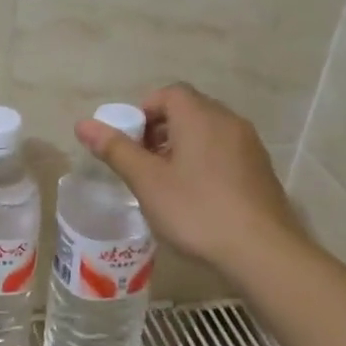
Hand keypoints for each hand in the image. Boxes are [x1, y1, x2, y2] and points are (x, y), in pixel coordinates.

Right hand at [74, 83, 308, 271]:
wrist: (262, 251)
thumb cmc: (196, 211)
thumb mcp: (147, 181)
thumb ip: (116, 149)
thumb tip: (83, 124)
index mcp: (200, 117)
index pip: (169, 93)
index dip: (143, 111)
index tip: (129, 142)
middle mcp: (229, 122)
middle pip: (188, 110)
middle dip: (159, 130)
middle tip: (141, 163)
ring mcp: (249, 146)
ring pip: (207, 133)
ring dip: (181, 147)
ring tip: (164, 183)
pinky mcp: (260, 171)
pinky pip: (224, 152)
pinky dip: (203, 162)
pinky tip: (194, 197)